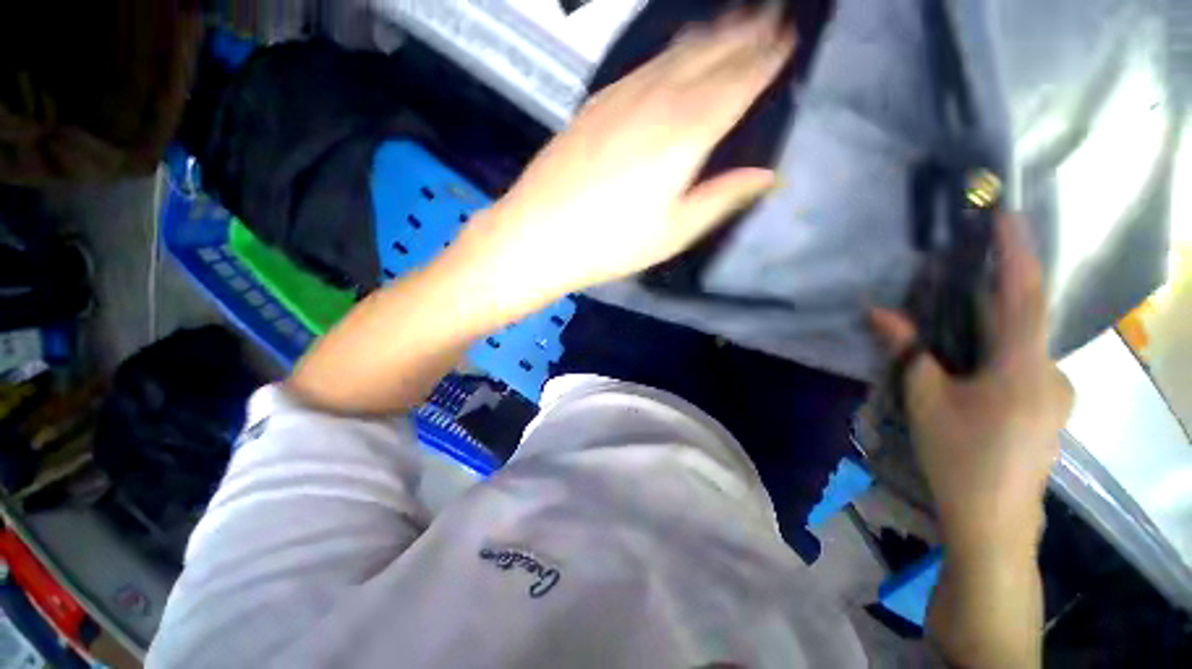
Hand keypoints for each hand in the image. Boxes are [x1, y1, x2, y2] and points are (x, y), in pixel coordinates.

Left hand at [457, 9, 795, 302]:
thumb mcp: (673, 232)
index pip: (737, 83)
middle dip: (744, 34)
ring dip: (708, 35)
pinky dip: (666, 53)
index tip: (788, 39)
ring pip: (674, 54)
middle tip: (771, 16)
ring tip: (731, 20)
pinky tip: (670, 54)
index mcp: (684, 135)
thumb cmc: (611, 243)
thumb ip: (721, 197)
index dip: (766, 59)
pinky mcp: (594, 107)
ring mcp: (620, 100)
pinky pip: (641, 67)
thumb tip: (768, 175)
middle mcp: (656, 103)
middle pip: (709, 57)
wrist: (539, 235)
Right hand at [871, 214, 1073, 557]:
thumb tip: (878, 312)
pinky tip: (965, 371)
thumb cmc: (959, 458)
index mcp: (1025, 368)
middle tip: (945, 287)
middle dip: (983, 299)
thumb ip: (908, 351)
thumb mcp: (925, 400)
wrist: (994, 521)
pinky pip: (1021, 366)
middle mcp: (1051, 372)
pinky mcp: (1048, 408)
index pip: (1024, 296)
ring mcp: (1055, 392)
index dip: (1016, 252)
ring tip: (947, 335)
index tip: (1004, 215)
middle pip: (1019, 321)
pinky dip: (992, 354)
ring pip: (1018, 346)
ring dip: (984, 332)